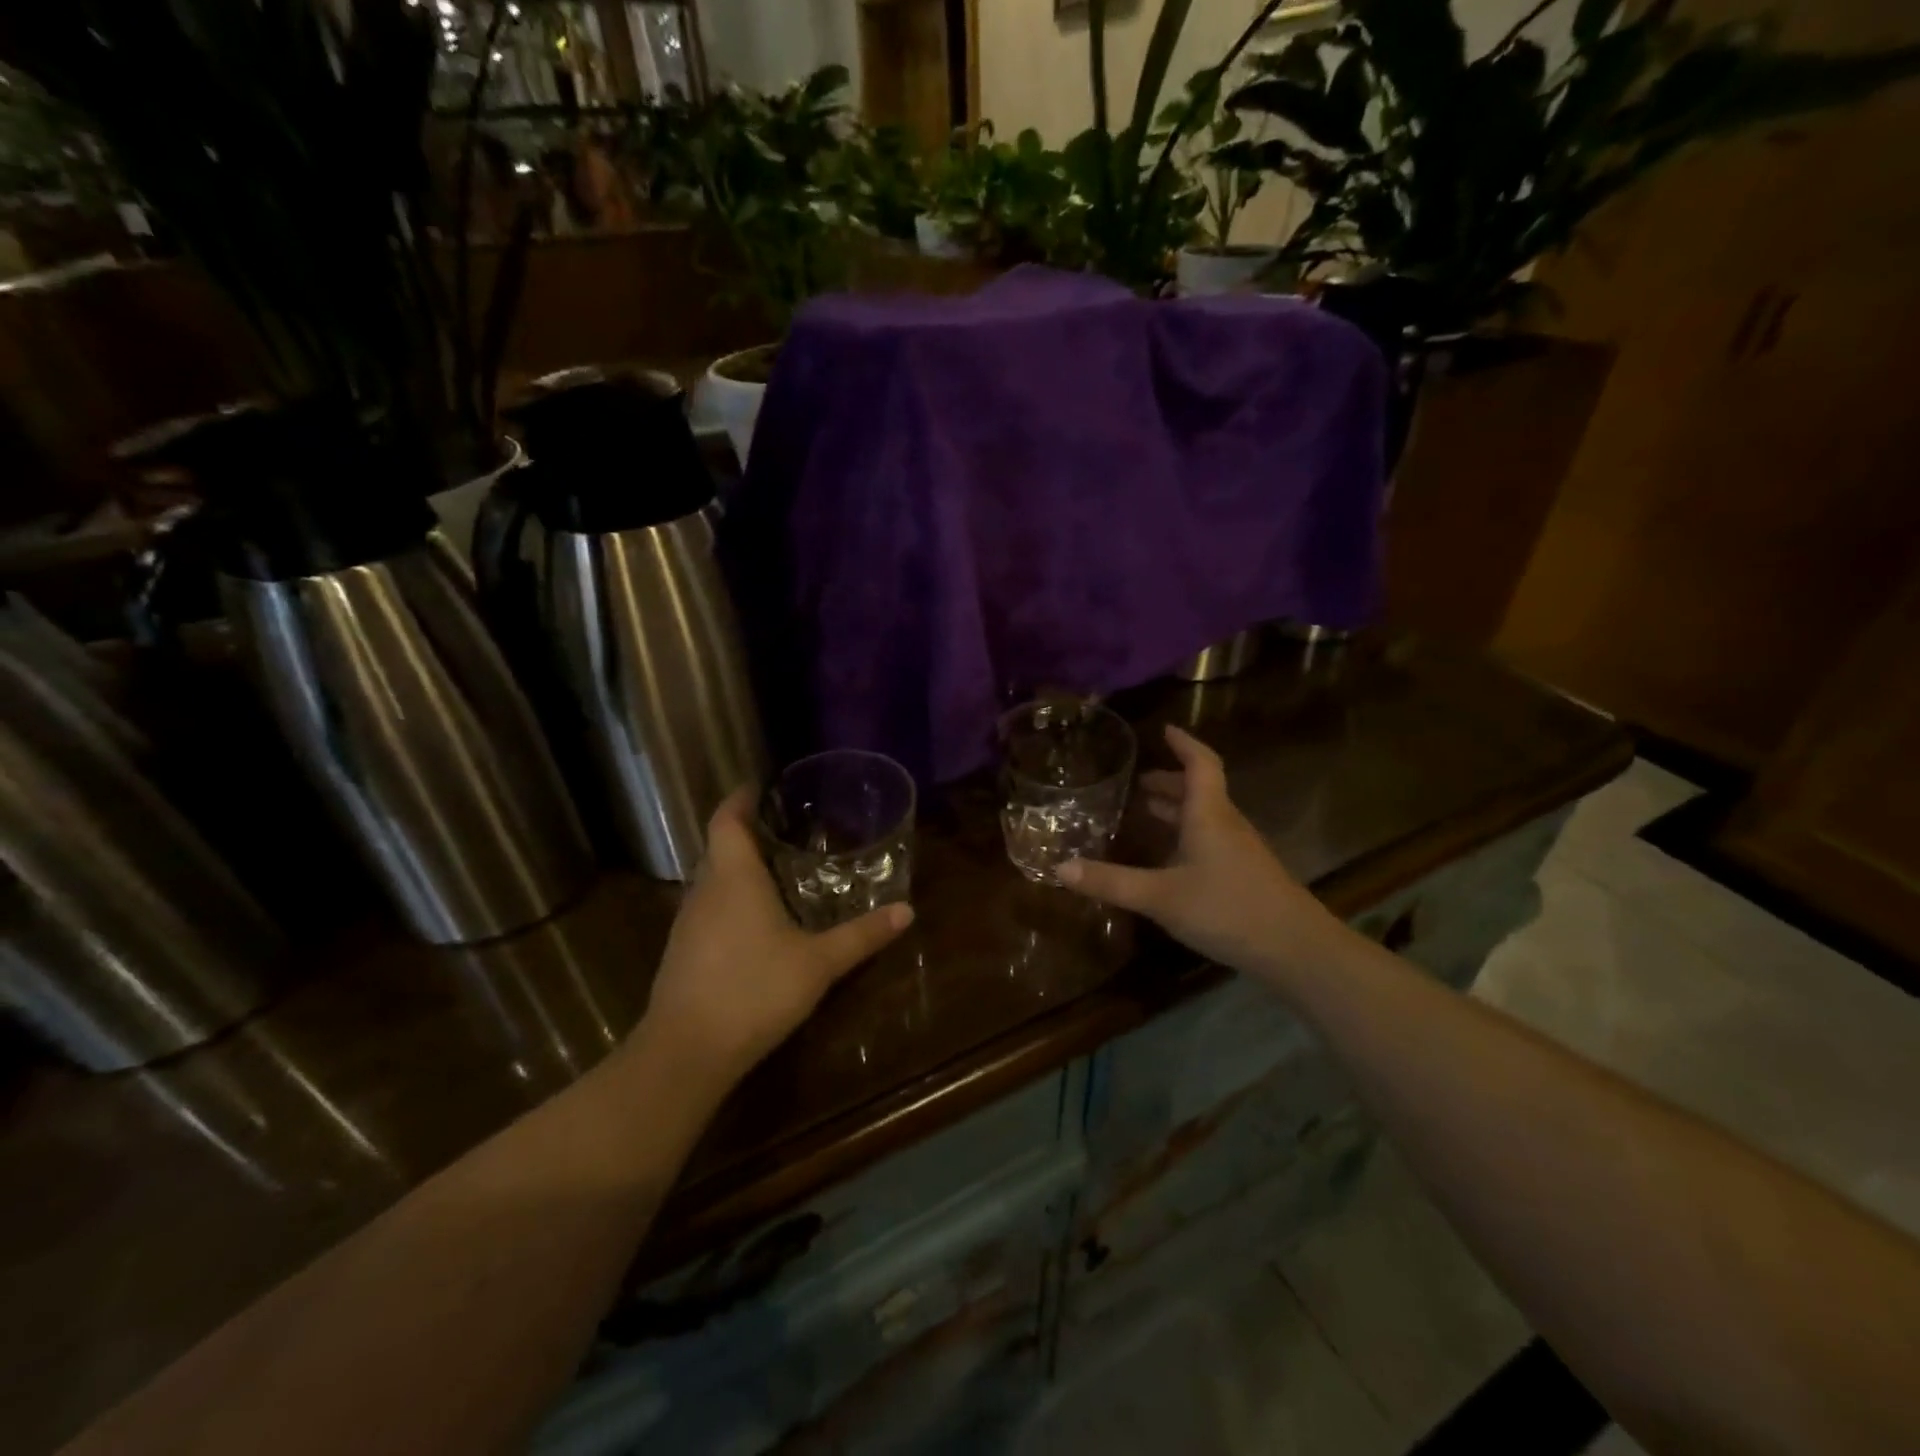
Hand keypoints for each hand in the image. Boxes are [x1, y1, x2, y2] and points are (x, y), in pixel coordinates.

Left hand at [635, 789, 913, 1094]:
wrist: (686, 1052)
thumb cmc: (754, 990)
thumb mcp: (819, 963)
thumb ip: (862, 935)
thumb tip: (907, 910)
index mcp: (733, 877)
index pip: (726, 819)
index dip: (740, 797)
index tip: (762, 785)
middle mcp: (704, 890)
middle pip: (719, 846)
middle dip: (747, 832)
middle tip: (788, 827)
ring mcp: (687, 922)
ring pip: (712, 879)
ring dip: (738, 868)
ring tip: (777, 868)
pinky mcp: (681, 952)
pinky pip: (707, 908)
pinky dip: (730, 900)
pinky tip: (756, 921)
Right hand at [1058, 725, 1345, 986]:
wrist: (1295, 949)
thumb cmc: (1226, 909)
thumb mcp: (1159, 896)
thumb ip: (1110, 882)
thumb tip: (1059, 868)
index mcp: (1209, 815)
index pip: (1200, 764)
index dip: (1183, 744)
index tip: (1164, 730)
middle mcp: (1227, 824)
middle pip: (1201, 789)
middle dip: (1171, 782)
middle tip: (1140, 783)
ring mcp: (1241, 850)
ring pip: (1207, 816)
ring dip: (1180, 808)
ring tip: (1149, 812)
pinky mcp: (1246, 874)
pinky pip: (1213, 838)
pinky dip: (1189, 834)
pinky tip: (1172, 859)